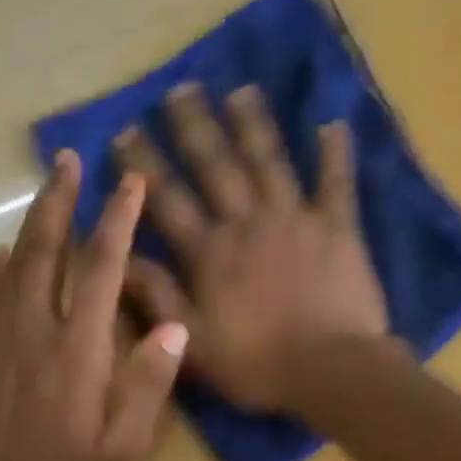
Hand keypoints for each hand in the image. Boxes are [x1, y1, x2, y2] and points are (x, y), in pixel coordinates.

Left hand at [0, 150, 188, 460]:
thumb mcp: (125, 448)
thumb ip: (149, 385)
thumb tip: (174, 326)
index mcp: (79, 350)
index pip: (100, 269)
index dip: (117, 222)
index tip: (130, 185)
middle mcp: (35, 332)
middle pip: (46, 251)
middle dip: (61, 202)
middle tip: (69, 161)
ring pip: (12, 267)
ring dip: (30, 224)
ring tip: (44, 191)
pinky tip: (0, 255)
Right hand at [116, 83, 389, 413]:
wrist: (330, 370)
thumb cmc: (256, 363)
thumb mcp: (193, 342)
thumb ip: (159, 297)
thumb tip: (122, 257)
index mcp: (210, 252)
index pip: (169, 199)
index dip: (145, 165)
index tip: (126, 131)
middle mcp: (248, 222)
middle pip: (216, 166)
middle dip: (195, 127)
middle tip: (180, 89)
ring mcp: (295, 219)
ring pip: (269, 161)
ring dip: (253, 124)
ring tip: (240, 91)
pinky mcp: (338, 227)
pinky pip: (336, 182)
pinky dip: (335, 153)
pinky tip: (332, 123)